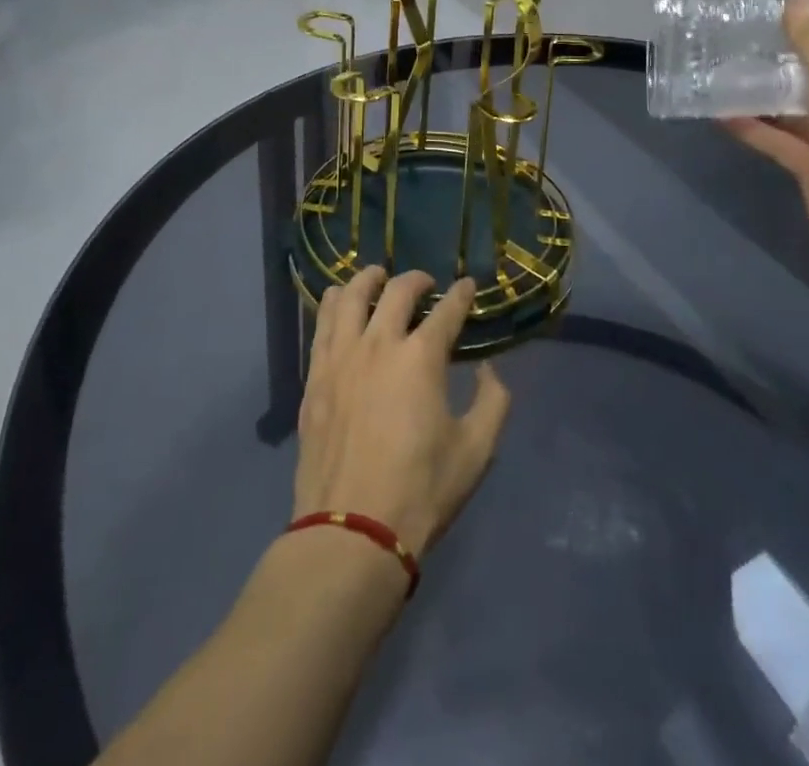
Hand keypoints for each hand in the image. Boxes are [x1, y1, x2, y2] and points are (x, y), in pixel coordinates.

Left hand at [292, 268, 512, 556]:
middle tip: (425, 283)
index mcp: (421, 357)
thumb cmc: (421, 490)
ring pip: (348, 297)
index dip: (461, 294)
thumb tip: (489, 371)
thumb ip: (493, 401)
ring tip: (376, 278)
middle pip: (396, 292)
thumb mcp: (477, 450)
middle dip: (415, 279)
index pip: (446, 310)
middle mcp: (378, 344)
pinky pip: (321, 326)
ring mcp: (340, 358)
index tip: (467, 285)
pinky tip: (339, 305)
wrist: (352, 530)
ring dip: (367, 280)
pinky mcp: (314, 378)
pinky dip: (333, 305)